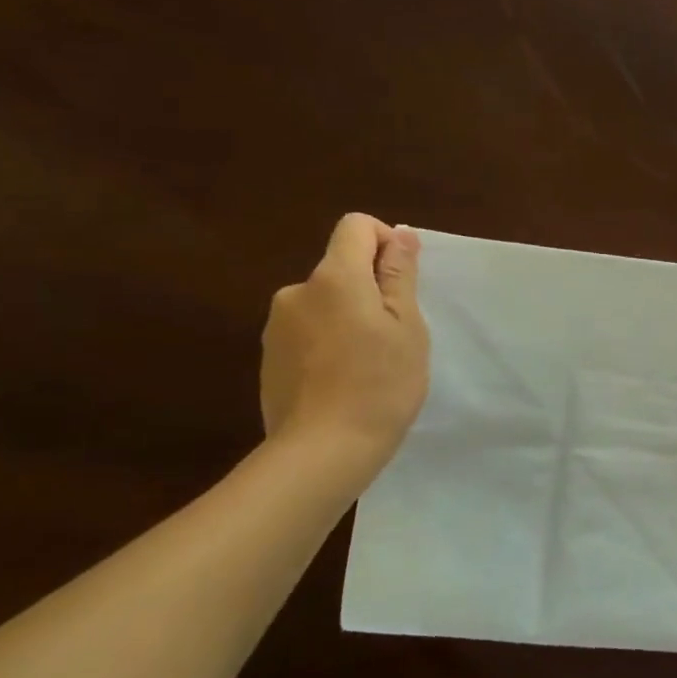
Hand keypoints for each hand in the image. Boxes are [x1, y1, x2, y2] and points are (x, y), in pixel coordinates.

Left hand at [261, 214, 430, 469]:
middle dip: (370, 289)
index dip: (385, 242)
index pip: (355, 227)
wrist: (323, 450)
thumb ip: (399, 275)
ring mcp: (277, 327)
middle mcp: (297, 292)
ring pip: (325, 303)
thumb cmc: (380, 383)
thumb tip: (398, 235)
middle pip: (341, 268)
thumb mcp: (407, 326)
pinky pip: (308, 333)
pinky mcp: (269, 358)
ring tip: (370, 364)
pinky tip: (343, 381)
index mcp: (334, 277)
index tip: (404, 281)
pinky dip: (329, 343)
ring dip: (349, 318)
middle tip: (396, 335)